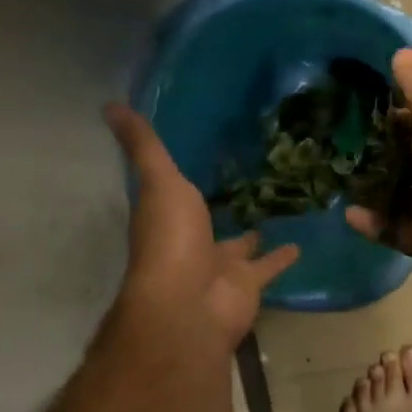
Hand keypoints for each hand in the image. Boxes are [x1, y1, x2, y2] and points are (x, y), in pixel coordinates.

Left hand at [106, 104, 299, 350]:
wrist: (190, 306)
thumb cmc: (170, 240)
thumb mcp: (158, 182)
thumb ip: (144, 147)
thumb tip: (110, 105)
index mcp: (166, 218)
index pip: (171, 193)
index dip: (179, 177)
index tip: (197, 155)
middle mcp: (191, 243)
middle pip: (207, 222)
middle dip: (221, 207)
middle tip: (246, 182)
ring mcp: (219, 266)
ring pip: (240, 245)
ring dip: (254, 233)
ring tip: (278, 207)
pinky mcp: (248, 284)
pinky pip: (269, 266)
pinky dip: (283, 257)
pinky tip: (301, 243)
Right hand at [345, 49, 411, 293]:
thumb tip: (402, 50)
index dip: (396, 109)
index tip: (360, 103)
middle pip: (409, 156)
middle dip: (378, 150)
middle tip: (338, 140)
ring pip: (398, 194)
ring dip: (371, 187)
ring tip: (336, 174)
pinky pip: (391, 228)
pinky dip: (371, 221)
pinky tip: (346, 212)